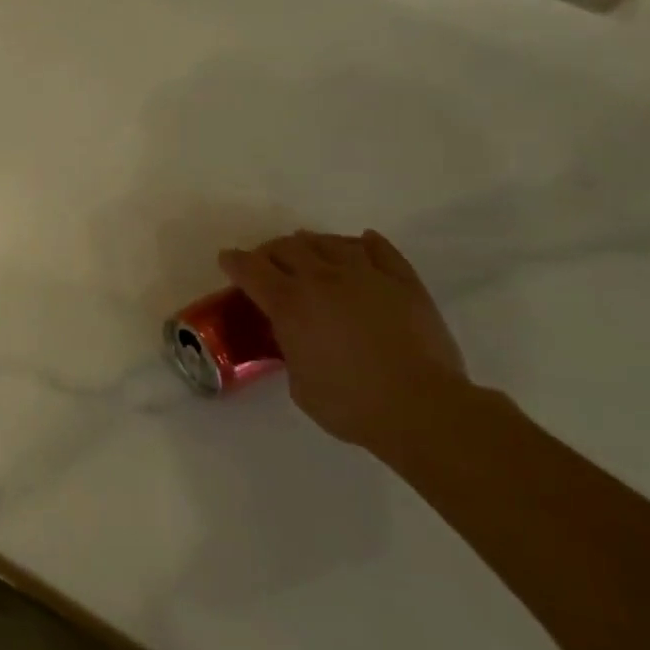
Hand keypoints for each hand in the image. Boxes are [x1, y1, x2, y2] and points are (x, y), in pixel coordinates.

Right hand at [220, 229, 469, 449]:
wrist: (422, 408)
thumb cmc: (351, 404)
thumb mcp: (299, 382)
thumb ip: (291, 350)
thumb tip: (298, 341)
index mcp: (289, 304)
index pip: (250, 269)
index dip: (234, 262)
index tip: (228, 261)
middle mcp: (322, 279)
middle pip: (287, 246)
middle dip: (271, 251)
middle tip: (269, 264)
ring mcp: (365, 275)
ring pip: (330, 242)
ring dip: (313, 244)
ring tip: (311, 253)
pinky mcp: (404, 282)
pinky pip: (380, 249)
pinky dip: (364, 243)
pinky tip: (359, 244)